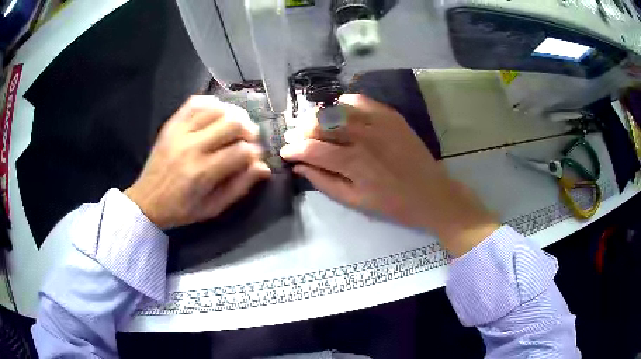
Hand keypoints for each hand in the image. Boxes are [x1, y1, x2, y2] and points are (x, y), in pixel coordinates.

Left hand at [125, 96, 270, 229]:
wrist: (147, 201)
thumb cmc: (181, 209)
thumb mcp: (213, 208)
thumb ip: (239, 187)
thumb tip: (263, 167)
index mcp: (202, 173)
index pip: (241, 151)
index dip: (255, 152)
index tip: (255, 157)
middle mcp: (192, 147)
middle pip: (232, 123)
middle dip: (248, 129)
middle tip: (249, 138)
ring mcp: (179, 133)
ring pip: (216, 109)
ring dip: (232, 114)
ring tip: (234, 125)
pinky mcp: (171, 125)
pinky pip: (194, 103)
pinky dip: (211, 104)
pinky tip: (217, 113)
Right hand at [280, 94, 498, 256]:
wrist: (432, 193)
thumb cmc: (393, 204)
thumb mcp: (355, 201)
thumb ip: (324, 182)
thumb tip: (299, 167)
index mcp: (353, 163)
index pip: (310, 148)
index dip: (292, 149)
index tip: (284, 152)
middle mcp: (362, 137)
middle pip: (320, 123)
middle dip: (301, 130)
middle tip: (295, 137)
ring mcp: (378, 122)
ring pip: (336, 109)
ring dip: (318, 116)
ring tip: (312, 124)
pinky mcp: (390, 115)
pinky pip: (360, 100)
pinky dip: (343, 104)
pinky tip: (338, 112)